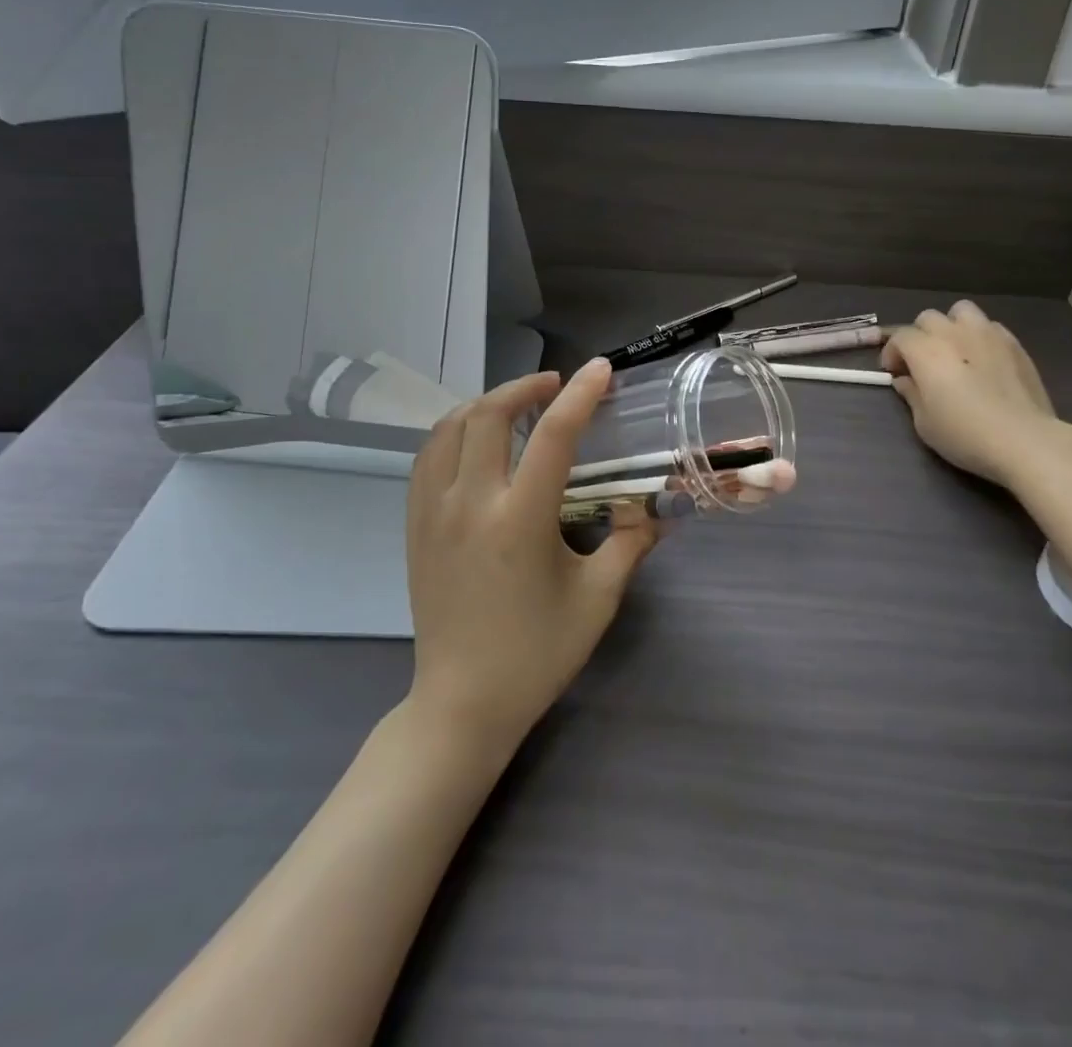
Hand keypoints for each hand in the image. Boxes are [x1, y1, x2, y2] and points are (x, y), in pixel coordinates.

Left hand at [405, 357, 657, 756]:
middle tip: (556, 385)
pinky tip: (476, 440)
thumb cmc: (537, 653)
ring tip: (518, 406)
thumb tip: (658, 507)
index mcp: (520, 521)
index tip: (600, 369)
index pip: (553, 436)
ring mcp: (433, 512)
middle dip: (525, 387)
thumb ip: (631, 543)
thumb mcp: (598, 598)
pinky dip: (454, 431)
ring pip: (450, 427)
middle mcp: (470, 504)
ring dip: (486, 403)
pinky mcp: (414, 525)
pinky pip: (427, 456)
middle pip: (489, 414)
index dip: (580, 395)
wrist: (463, 702)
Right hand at [881, 301, 1071, 488]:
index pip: (900, 337)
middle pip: (928, 318)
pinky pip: (989, 326)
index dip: (892, 353)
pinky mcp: (1013, 342)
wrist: (1022, 439)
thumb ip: (911, 394)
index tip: (894, 373)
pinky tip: (983, 359)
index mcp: (926, 350)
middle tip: (922, 363)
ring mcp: (987, 333)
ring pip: (961, 311)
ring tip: (955, 350)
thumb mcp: (924, 422)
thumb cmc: (964, 434)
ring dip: (951, 326)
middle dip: (919, 336)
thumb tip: (905, 380)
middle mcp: (953, 333)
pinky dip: (979, 336)